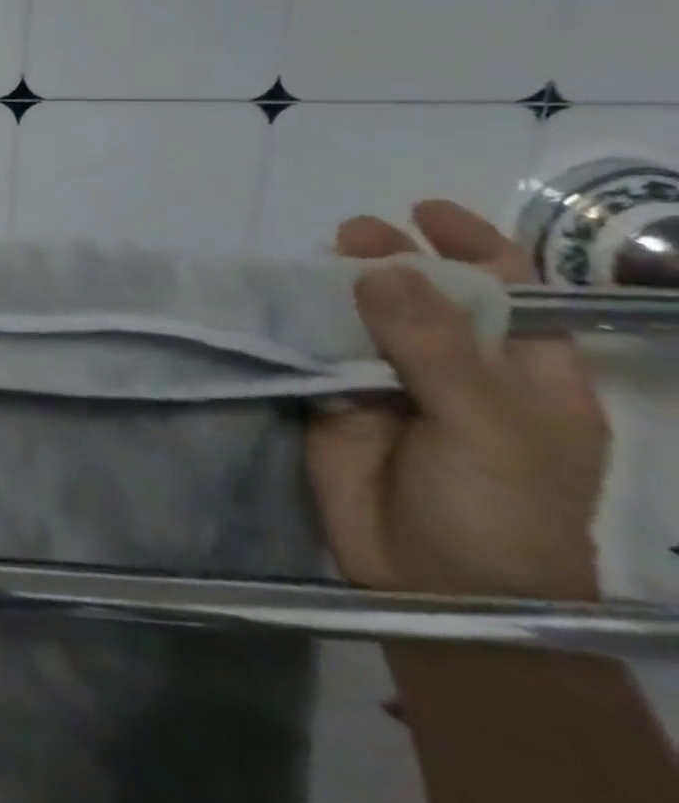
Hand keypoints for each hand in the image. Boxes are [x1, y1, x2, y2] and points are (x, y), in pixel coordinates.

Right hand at [308, 199, 607, 600]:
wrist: (434, 591)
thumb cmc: (498, 513)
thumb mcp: (487, 430)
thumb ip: (433, 349)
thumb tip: (379, 269)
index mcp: (523, 375)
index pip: (509, 294)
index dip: (474, 247)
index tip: (425, 211)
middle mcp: (455, 369)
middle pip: (424, 296)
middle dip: (393, 259)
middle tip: (351, 234)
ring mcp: (390, 384)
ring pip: (362, 318)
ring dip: (338, 286)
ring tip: (313, 257)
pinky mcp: (335, 401)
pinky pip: (315, 351)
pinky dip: (297, 324)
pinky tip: (280, 300)